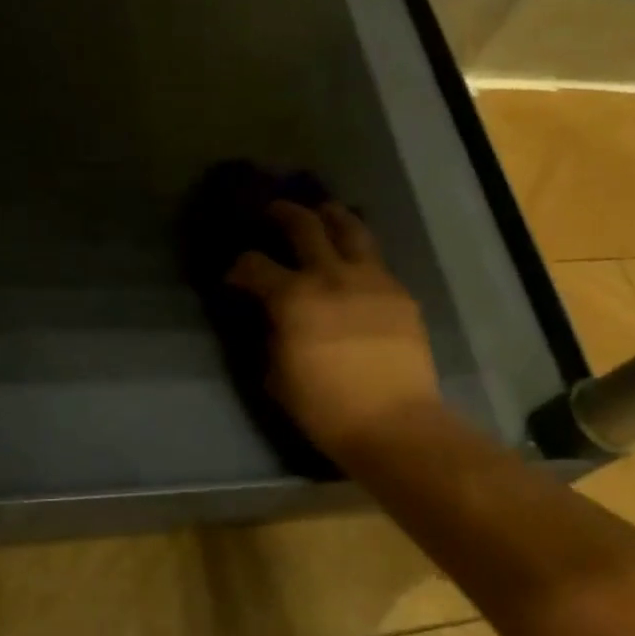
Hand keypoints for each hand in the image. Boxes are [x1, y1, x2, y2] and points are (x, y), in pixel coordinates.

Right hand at [225, 199, 445, 465]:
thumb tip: (271, 316)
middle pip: (304, 225)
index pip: (255, 265)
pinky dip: (359, 253)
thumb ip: (271, 334)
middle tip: (274, 212)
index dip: (239, 267)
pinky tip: (356, 264)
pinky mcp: (399, 293)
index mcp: (294, 298)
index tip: (235, 275)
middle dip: (283, 214)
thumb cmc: (325, 408)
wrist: (394, 423)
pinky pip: (376, 260)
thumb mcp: (277, 375)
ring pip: (350, 228)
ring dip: (331, 216)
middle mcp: (331, 276)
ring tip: (323, 213)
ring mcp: (371, 279)